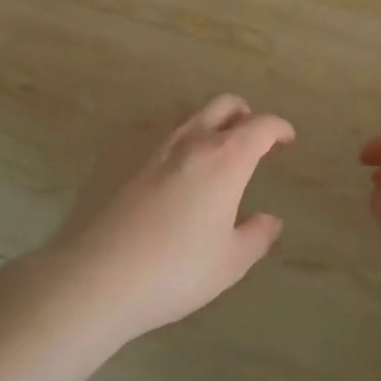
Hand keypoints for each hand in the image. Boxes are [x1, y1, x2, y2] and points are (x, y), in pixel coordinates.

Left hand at [43, 95, 292, 340]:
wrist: (94, 276)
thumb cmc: (173, 272)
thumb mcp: (228, 264)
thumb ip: (256, 236)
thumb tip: (270, 220)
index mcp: (225, 158)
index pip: (261, 125)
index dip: (279, 128)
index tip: (285, 139)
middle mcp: (191, 138)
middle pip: (225, 104)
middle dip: (244, 114)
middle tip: (250, 137)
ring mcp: (150, 140)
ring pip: (188, 113)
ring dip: (207, 122)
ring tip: (208, 150)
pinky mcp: (117, 151)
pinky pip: (153, 131)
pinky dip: (171, 139)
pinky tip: (164, 167)